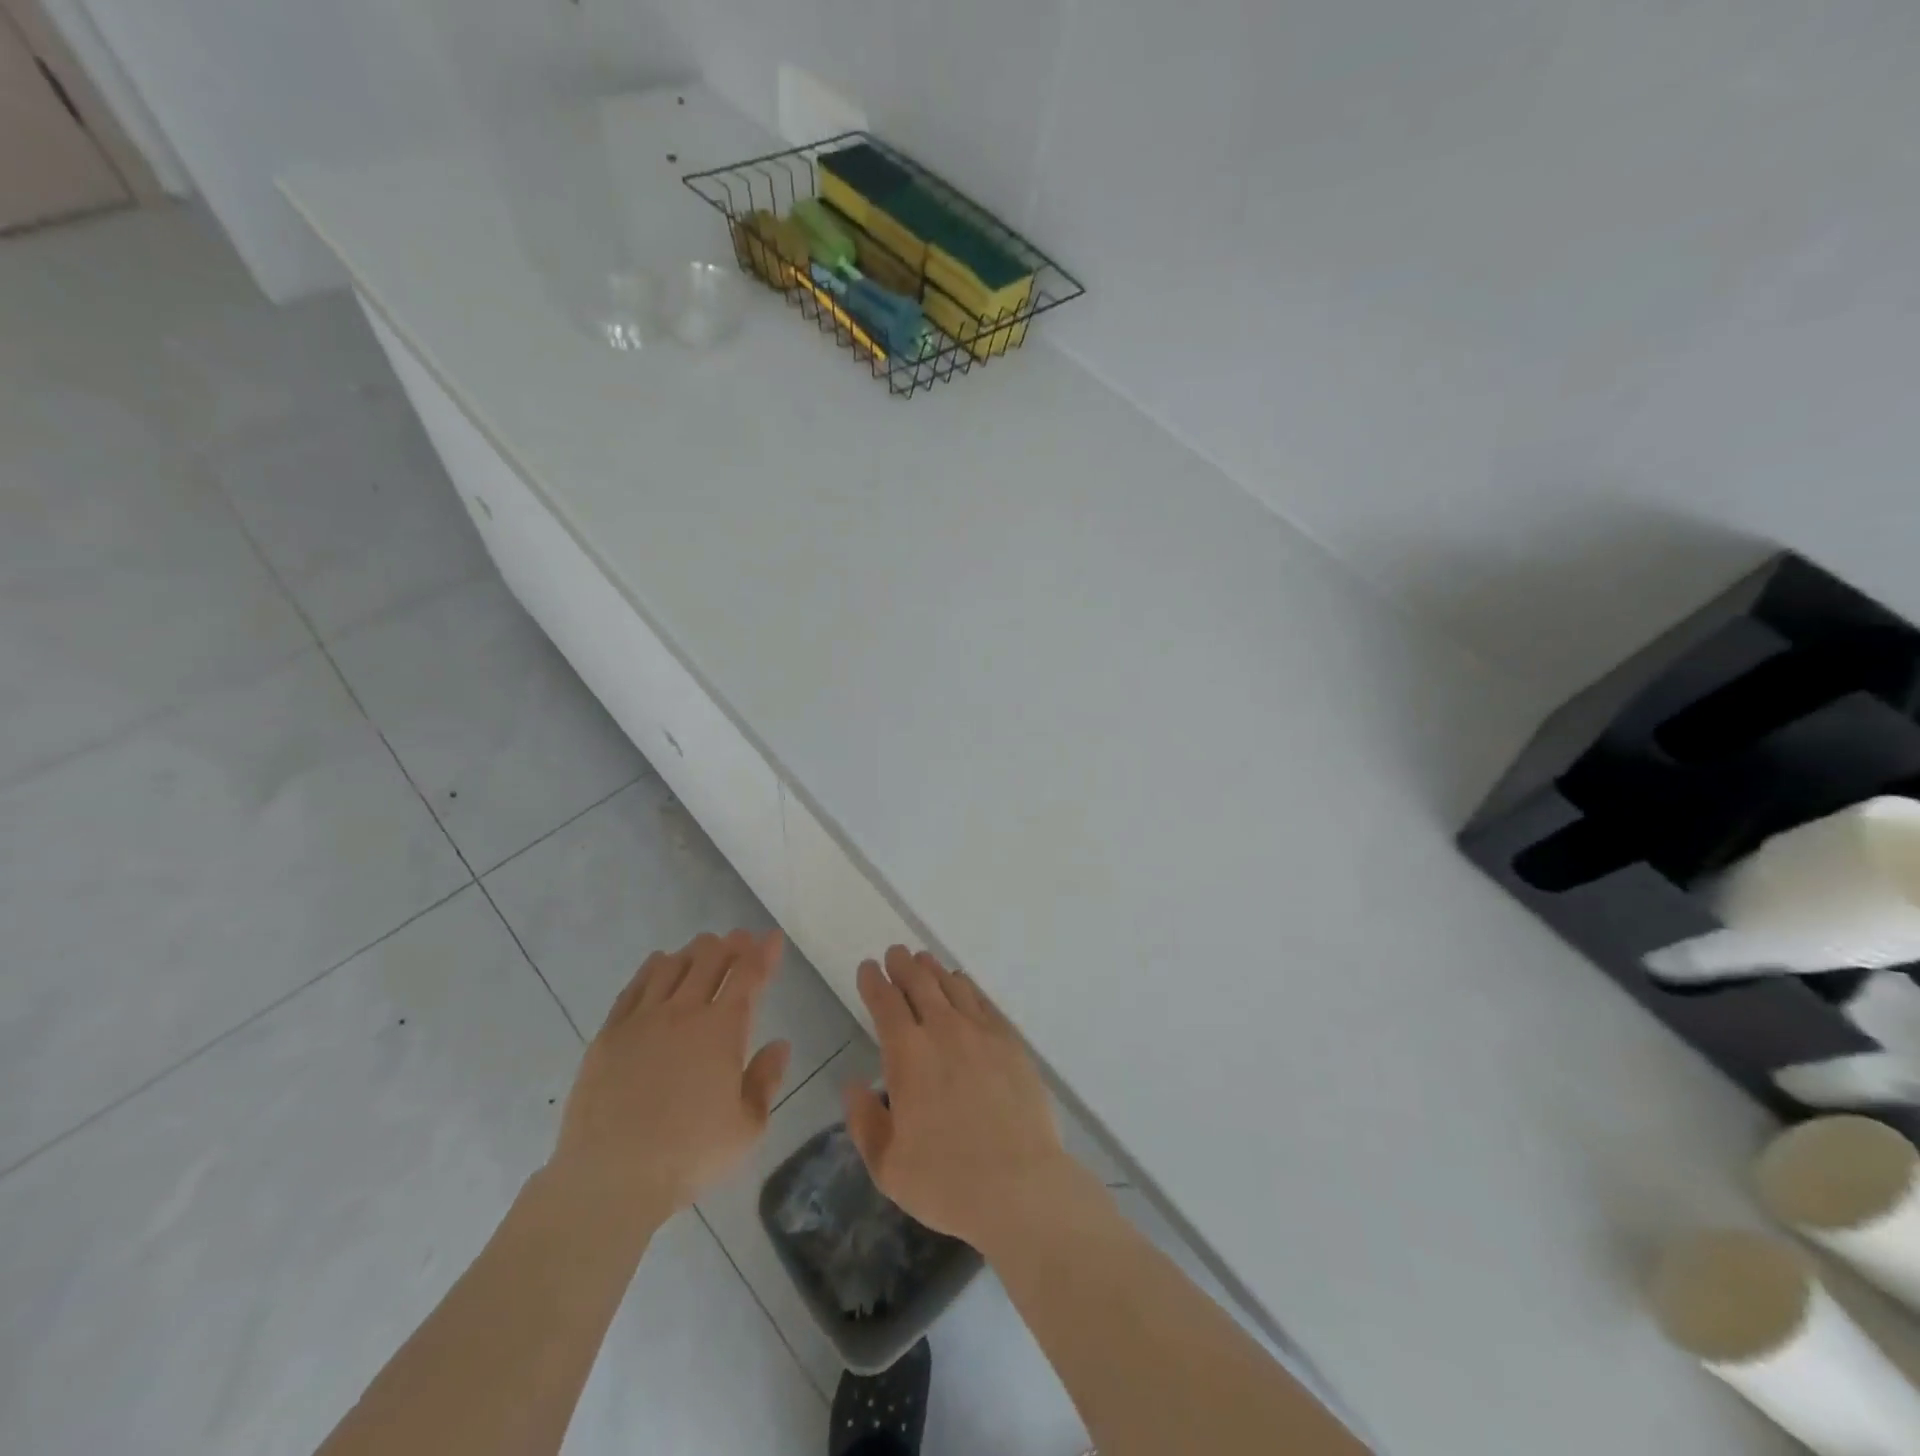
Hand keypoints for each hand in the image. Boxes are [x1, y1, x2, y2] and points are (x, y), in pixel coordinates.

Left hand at [549, 929, 791, 1229]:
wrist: (610, 1178)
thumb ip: (766, 1081)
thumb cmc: (688, 1156)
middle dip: (731, 944)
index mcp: (722, 1030)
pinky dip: (653, 968)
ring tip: (704, 949)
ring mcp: (642, 1020)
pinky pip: (635, 986)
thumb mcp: (747, 1129)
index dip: (764, 953)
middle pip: (710, 959)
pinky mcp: (609, 1034)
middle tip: (741, 940)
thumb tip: (780, 1045)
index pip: (749, 975)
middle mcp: (684, 1012)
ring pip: (672, 966)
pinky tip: (660, 963)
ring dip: (694, 951)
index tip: (773, 938)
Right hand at [843, 946, 1095, 1253]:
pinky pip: (984, 1003)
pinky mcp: (1012, 1043)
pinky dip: (968, 988)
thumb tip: (853, 1085)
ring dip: (935, 971)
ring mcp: (982, 1033)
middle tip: (896, 953)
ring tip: (925, 961)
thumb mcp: (888, 1166)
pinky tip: (964, 986)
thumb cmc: (947, 1182)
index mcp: (908, 1056)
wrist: (1021, 1186)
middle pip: (920, 984)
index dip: (874, 982)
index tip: (868, 968)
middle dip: (903, 965)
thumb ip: (865, 1122)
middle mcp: (944, 1032)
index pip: (886, 1004)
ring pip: (953, 987)